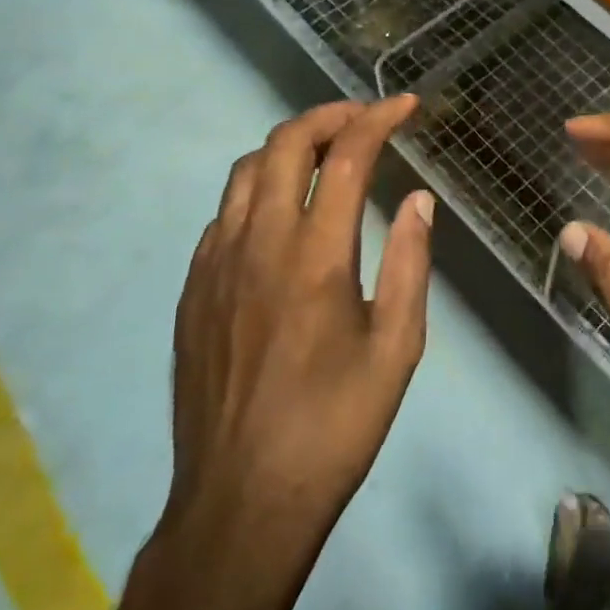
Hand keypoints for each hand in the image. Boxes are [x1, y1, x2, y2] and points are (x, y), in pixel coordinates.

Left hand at [169, 97, 433, 539]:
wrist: (241, 503)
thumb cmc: (334, 426)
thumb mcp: (397, 349)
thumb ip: (409, 263)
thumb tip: (417, 200)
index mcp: (315, 256)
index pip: (346, 156)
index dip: (377, 119)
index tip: (404, 106)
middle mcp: (258, 243)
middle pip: (285, 143)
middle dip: (329, 115)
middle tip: (364, 120)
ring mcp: (216, 262)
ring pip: (245, 170)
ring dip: (288, 147)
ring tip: (324, 157)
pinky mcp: (193, 288)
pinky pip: (224, 213)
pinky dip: (258, 189)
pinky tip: (280, 217)